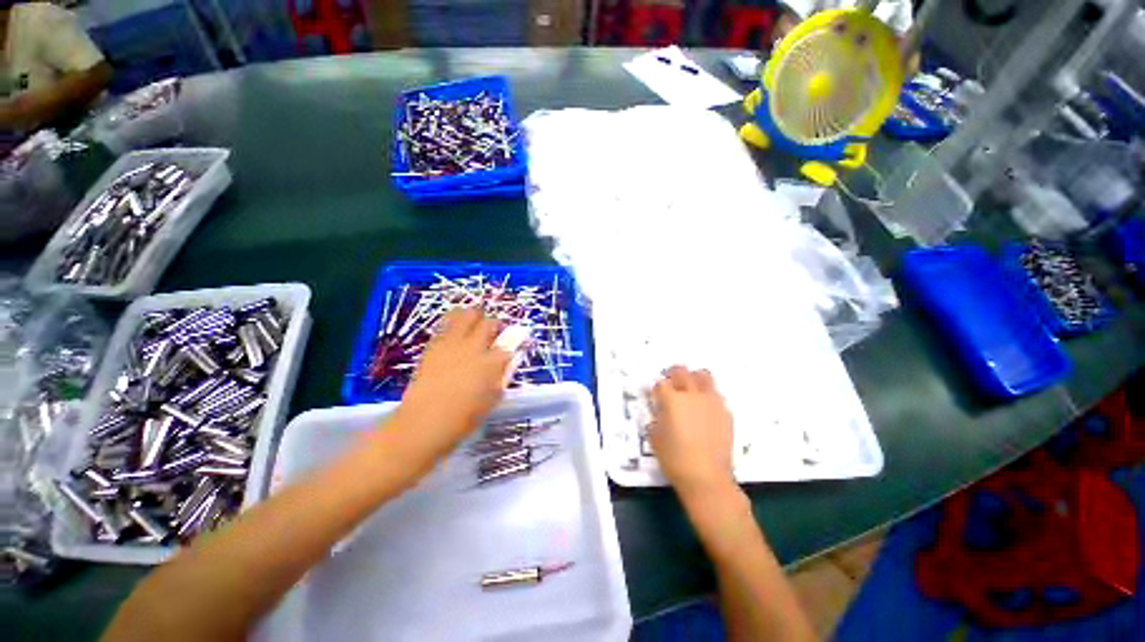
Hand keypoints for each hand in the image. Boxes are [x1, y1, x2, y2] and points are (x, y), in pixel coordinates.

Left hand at [386, 307, 514, 459]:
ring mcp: (452, 344)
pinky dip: (454, 322)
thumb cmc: (464, 418)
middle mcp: (474, 348)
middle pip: (490, 323)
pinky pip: (446, 324)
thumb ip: (504, 375)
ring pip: (467, 315)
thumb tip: (511, 359)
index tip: (516, 344)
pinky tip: (456, 331)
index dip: (516, 341)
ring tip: (475, 324)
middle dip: (496, 325)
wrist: (424, 423)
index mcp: (492, 363)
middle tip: (495, 332)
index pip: (510, 343)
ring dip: (475, 316)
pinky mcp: (434, 345)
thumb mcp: (492, 398)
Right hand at [650, 366, 736, 499]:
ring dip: (694, 379)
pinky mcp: (726, 412)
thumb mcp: (655, 437)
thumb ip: (656, 417)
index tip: (656, 395)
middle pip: (682, 371)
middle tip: (671, 385)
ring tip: (691, 391)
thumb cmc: (675, 459)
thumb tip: (660, 409)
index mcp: (672, 399)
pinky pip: (716, 395)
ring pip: (703, 376)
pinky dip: (708, 397)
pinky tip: (704, 411)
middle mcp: (692, 394)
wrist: (707, 478)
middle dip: (674, 374)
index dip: (657, 388)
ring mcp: (712, 401)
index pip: (661, 382)